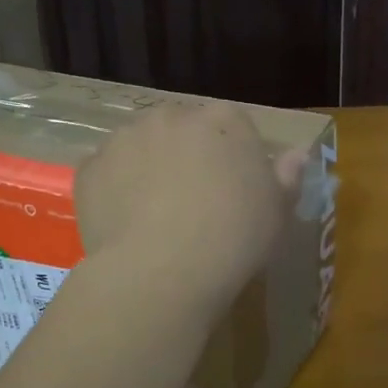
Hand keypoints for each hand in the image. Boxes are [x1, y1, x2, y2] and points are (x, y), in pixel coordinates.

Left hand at [76, 103, 307, 311]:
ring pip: (141, 146)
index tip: (235, 189)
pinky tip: (128, 223)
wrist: (163, 271)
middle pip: (182, 129)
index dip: (233, 156)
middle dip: (187, 155)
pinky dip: (116, 190)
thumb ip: (287, 176)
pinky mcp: (89, 169)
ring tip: (156, 214)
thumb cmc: (234, 237)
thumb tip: (298, 153)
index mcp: (224, 121)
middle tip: (195, 201)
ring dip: (149, 167)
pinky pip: (108, 173)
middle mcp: (171, 116)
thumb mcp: (277, 211)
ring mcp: (125, 139)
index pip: (232, 124)